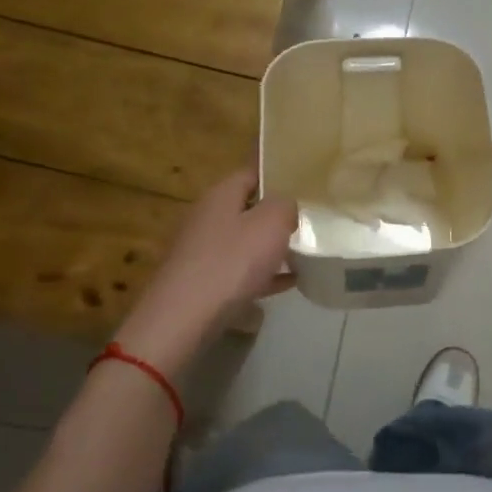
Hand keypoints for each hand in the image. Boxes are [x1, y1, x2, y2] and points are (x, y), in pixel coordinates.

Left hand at [116, 168, 296, 374]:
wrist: (183, 318)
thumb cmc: (231, 262)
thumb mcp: (271, 224)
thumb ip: (285, 205)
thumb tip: (285, 205)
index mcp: (220, 196)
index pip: (251, 173)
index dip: (278, 176)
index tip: (304, 186)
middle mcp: (206, 218)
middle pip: (246, 209)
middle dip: (276, 217)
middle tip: (308, 223)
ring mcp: (200, 252)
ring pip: (243, 242)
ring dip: (270, 248)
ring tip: (303, 254)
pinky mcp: (201, 282)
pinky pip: (239, 272)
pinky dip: (262, 275)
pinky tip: (287, 284)